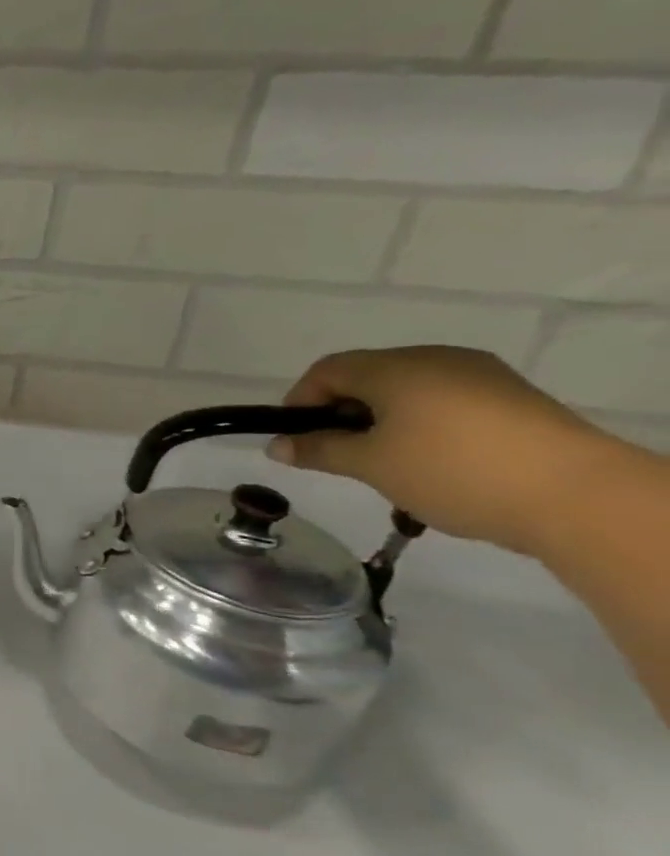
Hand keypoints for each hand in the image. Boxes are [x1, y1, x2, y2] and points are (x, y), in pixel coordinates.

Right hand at [270, 345, 619, 554]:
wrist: (579, 495)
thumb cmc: (452, 470)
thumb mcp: (370, 465)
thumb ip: (319, 450)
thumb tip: (277, 446)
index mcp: (395, 368)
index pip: (326, 370)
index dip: (299, 401)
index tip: (295, 439)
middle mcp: (436, 359)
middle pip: (367, 376)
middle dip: (342, 412)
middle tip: (337, 454)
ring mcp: (481, 376)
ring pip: (408, 390)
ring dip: (383, 420)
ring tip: (385, 463)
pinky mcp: (513, 399)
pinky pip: (446, 402)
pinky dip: (422, 424)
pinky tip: (432, 461)